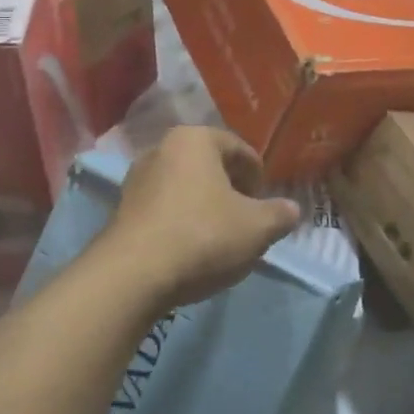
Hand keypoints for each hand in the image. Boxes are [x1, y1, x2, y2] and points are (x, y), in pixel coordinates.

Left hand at [102, 127, 300, 307]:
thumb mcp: (257, 228)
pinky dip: (181, 221)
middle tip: (246, 218)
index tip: (265, 202)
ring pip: (184, 186)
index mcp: (195, 139)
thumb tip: (291, 209)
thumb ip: (279, 214)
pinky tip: (191, 248)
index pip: (238, 148)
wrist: (133, 274)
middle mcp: (162, 148)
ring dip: (204, 205)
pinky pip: (163, 207)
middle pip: (208, 165)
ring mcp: (137, 178)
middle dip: (230, 189)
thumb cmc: (203, 236)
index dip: (257, 174)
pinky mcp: (121, 209)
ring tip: (220, 236)